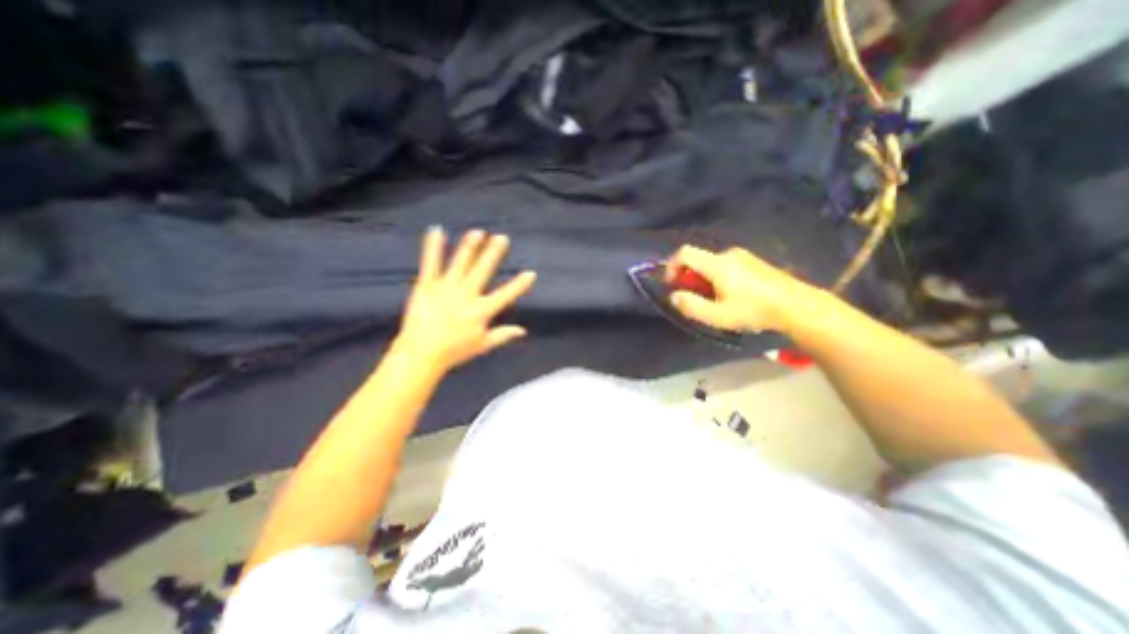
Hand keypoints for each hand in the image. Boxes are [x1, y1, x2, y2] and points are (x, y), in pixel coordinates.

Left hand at [395, 227, 536, 370]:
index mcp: (481, 311)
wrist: (420, 354)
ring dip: (470, 246)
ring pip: (460, 263)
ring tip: (478, 231)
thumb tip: (523, 331)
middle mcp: (466, 295)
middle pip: (483, 270)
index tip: (531, 273)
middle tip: (502, 238)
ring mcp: (445, 288)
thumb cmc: (454, 351)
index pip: (506, 295)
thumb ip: (503, 335)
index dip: (520, 284)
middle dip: (494, 253)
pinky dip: (433, 247)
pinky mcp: (426, 286)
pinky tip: (436, 230)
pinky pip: (430, 263)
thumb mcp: (482, 345)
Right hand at [665, 242, 827, 337]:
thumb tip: (673, 296)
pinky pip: (724, 264)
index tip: (672, 284)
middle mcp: (728, 254)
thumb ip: (691, 305)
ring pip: (710, 263)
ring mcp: (742, 255)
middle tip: (694, 298)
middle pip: (697, 259)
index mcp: (718, 264)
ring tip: (713, 300)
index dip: (671, 266)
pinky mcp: (752, 260)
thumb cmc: (754, 311)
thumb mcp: (718, 316)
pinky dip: (716, 276)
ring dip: (703, 278)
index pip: (684, 253)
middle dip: (688, 277)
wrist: (796, 305)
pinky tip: (729, 294)